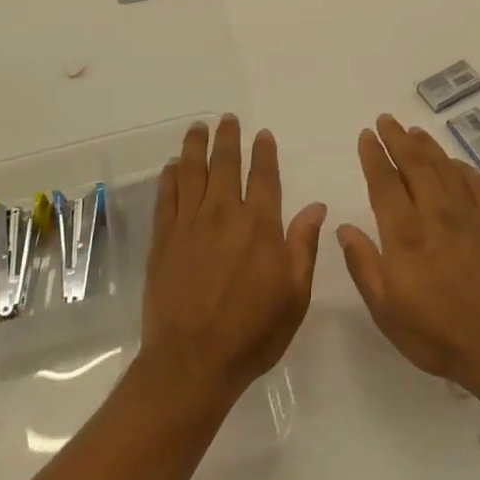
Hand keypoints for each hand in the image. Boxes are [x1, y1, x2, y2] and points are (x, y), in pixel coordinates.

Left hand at [141, 115, 325, 400]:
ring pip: (191, 172)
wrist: (193, 360)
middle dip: (228, 138)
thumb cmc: (253, 332)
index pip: (264, 176)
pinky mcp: (163, 239)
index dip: (264, 152)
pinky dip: (170, 177)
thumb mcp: (295, 295)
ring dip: (195, 146)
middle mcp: (224, 214)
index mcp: (260, 226)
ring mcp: (189, 224)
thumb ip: (303, 246)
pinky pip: (166, 197)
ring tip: (198, 128)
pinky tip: (172, 166)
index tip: (263, 134)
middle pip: (225, 164)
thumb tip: (316, 206)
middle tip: (226, 119)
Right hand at [336, 114, 479, 390]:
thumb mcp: (385, 309)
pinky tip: (455, 164)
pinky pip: (476, 185)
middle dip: (398, 138)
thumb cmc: (435, 333)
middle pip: (415, 164)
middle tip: (386, 120)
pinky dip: (462, 168)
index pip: (384, 183)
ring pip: (445, 168)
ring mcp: (468, 217)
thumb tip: (344, 227)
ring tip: (414, 131)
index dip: (374, 156)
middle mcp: (436, 215)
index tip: (366, 135)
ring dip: (427, 146)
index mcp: (404, 234)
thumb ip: (363, 264)